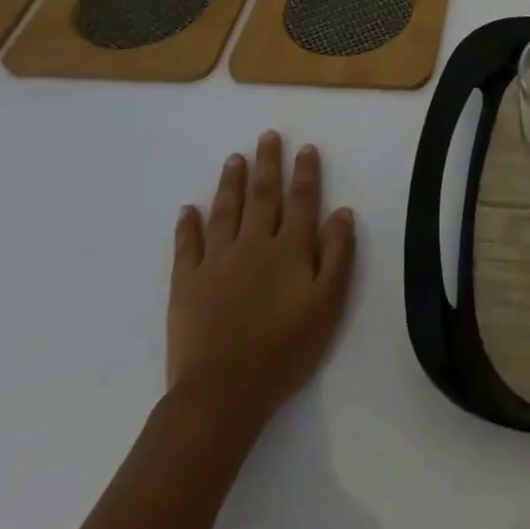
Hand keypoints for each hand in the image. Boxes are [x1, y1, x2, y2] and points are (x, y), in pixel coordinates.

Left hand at [167, 131, 356, 434]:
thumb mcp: (329, 303)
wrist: (224, 391)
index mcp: (290, 248)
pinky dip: (188, 225)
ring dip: (230, 183)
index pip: (301, 200)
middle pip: (262, 196)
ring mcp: (216, 262)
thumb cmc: (286, 348)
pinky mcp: (187, 284)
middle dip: (267, 165)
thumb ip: (338, 254)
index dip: (305, 173)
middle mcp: (254, 244)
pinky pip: (187, 246)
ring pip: (225, 212)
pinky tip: (189, 209)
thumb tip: (342, 211)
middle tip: (268, 136)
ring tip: (234, 158)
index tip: (306, 148)